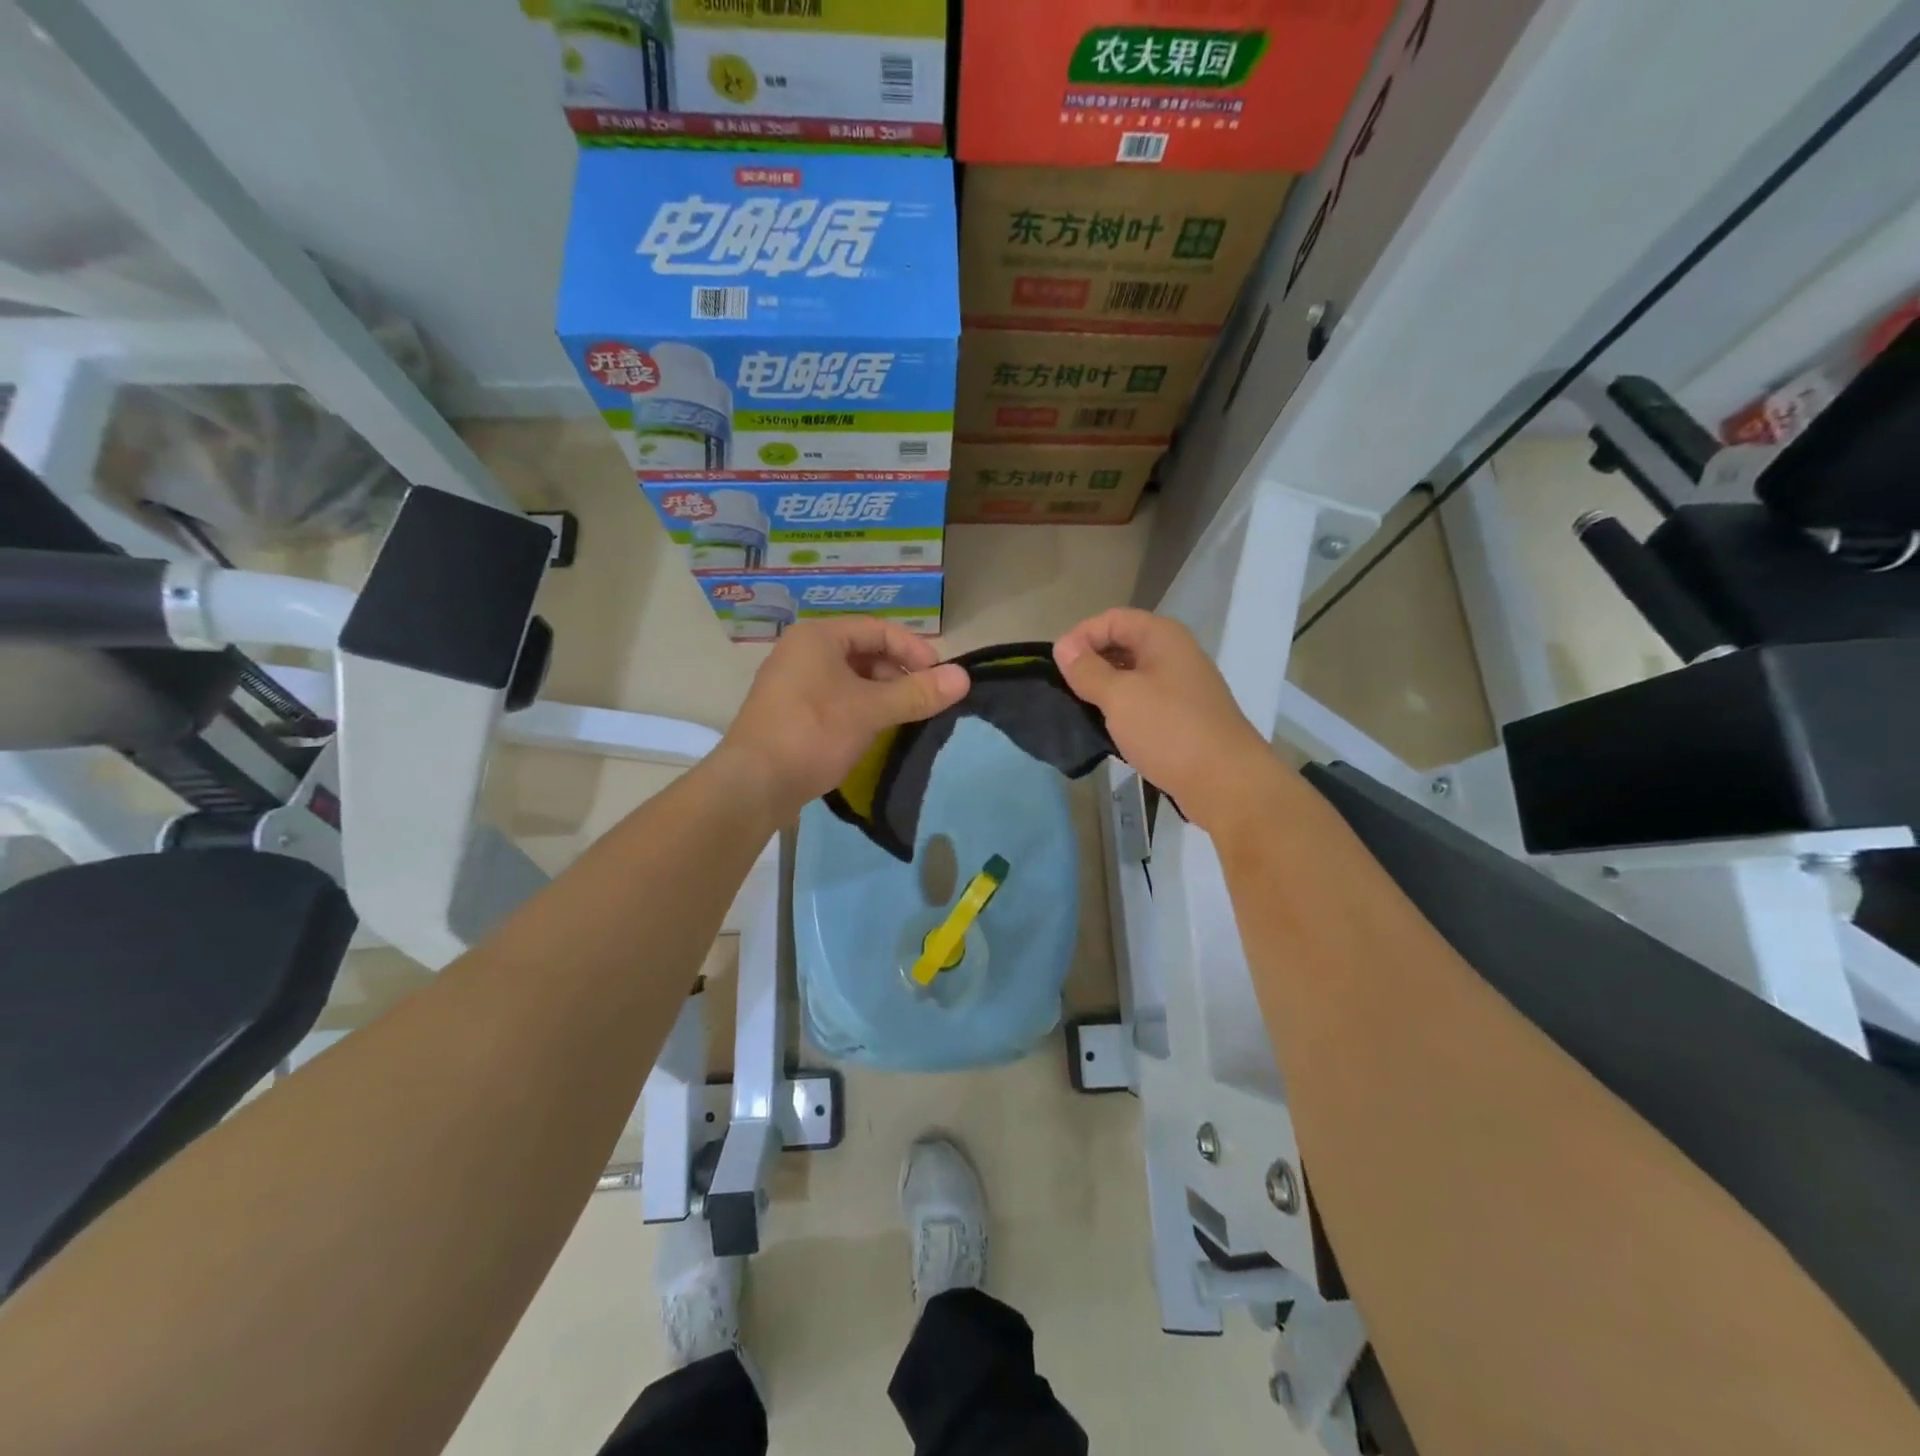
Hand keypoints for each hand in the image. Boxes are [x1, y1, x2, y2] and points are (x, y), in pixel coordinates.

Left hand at [718, 617, 968, 821]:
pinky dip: (859, 709)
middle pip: (864, 652)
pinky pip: (834, 699)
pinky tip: (873, 732)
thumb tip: (964, 678)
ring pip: (849, 678)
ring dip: (880, 694)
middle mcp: (802, 651)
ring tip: (902, 718)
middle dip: (897, 674)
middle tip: (923, 701)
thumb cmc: (813, 733)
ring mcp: (792, 683)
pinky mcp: (790, 712)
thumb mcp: (871, 710)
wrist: (753, 783)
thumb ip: (917, 693)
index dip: (914, 650)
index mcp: (818, 637)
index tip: (940, 678)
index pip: (879, 630)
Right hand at [1053, 608, 1286, 831]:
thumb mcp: (1119, 696)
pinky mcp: (1182, 716)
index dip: (1080, 636)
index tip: (1056, 668)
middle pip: (1122, 644)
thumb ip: (1087, 670)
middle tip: (1065, 690)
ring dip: (1104, 688)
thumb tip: (1063, 647)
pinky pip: (1144, 701)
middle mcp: (1174, 653)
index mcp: (1162, 637)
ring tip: (1080, 711)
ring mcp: (1181, 686)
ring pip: (1132, 675)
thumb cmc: (1170, 730)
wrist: (1226, 782)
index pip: (1111, 619)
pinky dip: (1122, 709)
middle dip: (1090, 662)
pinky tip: (1106, 729)